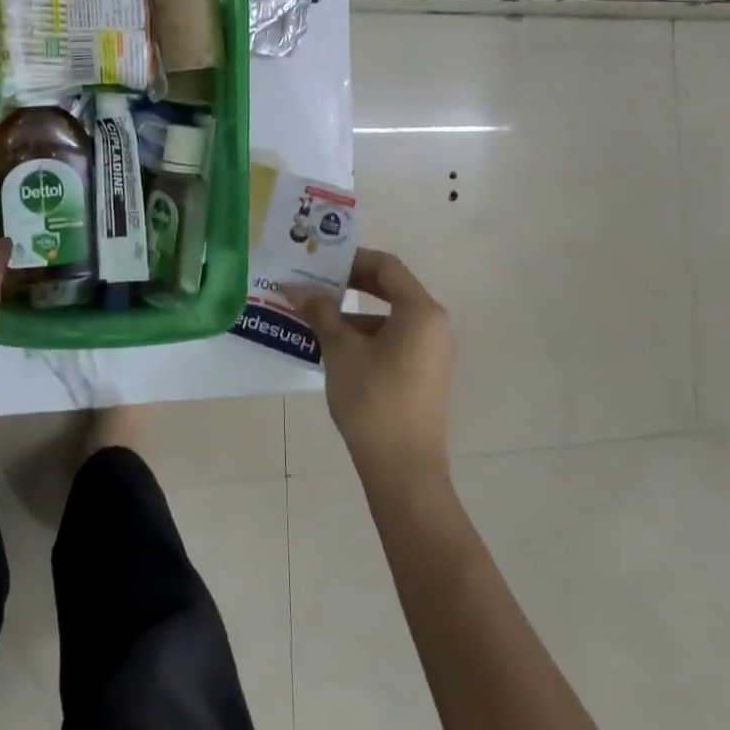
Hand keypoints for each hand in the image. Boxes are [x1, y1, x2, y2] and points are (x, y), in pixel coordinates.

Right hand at [285, 249, 455, 484]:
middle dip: (350, 285)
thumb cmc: (373, 399)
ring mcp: (433, 353)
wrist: (404, 470)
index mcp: (421, 311)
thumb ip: (320, 312)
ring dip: (353, 314)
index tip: (319, 262)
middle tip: (314, 285)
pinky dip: (366, 337)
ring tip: (315, 321)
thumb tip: (294, 288)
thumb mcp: (341, 350)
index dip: (351, 259)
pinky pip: (395, 341)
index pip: (386, 266)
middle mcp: (434, 325)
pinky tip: (335, 350)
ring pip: (389, 318)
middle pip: (390, 289)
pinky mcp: (425, 375)